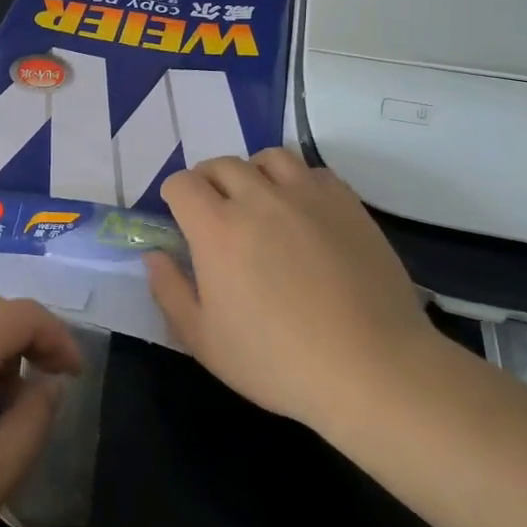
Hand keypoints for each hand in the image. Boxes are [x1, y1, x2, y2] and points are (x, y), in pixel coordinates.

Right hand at [146, 148, 438, 433]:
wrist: (372, 368)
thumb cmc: (278, 361)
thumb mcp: (204, 341)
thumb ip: (170, 291)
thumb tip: (154, 255)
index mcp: (217, 229)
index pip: (182, 184)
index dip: (174, 196)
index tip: (180, 218)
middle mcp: (259, 198)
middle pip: (221, 164)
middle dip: (208, 182)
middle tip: (215, 213)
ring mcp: (307, 196)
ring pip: (268, 158)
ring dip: (252, 173)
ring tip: (259, 202)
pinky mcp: (346, 203)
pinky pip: (312, 172)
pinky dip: (297, 182)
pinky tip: (302, 213)